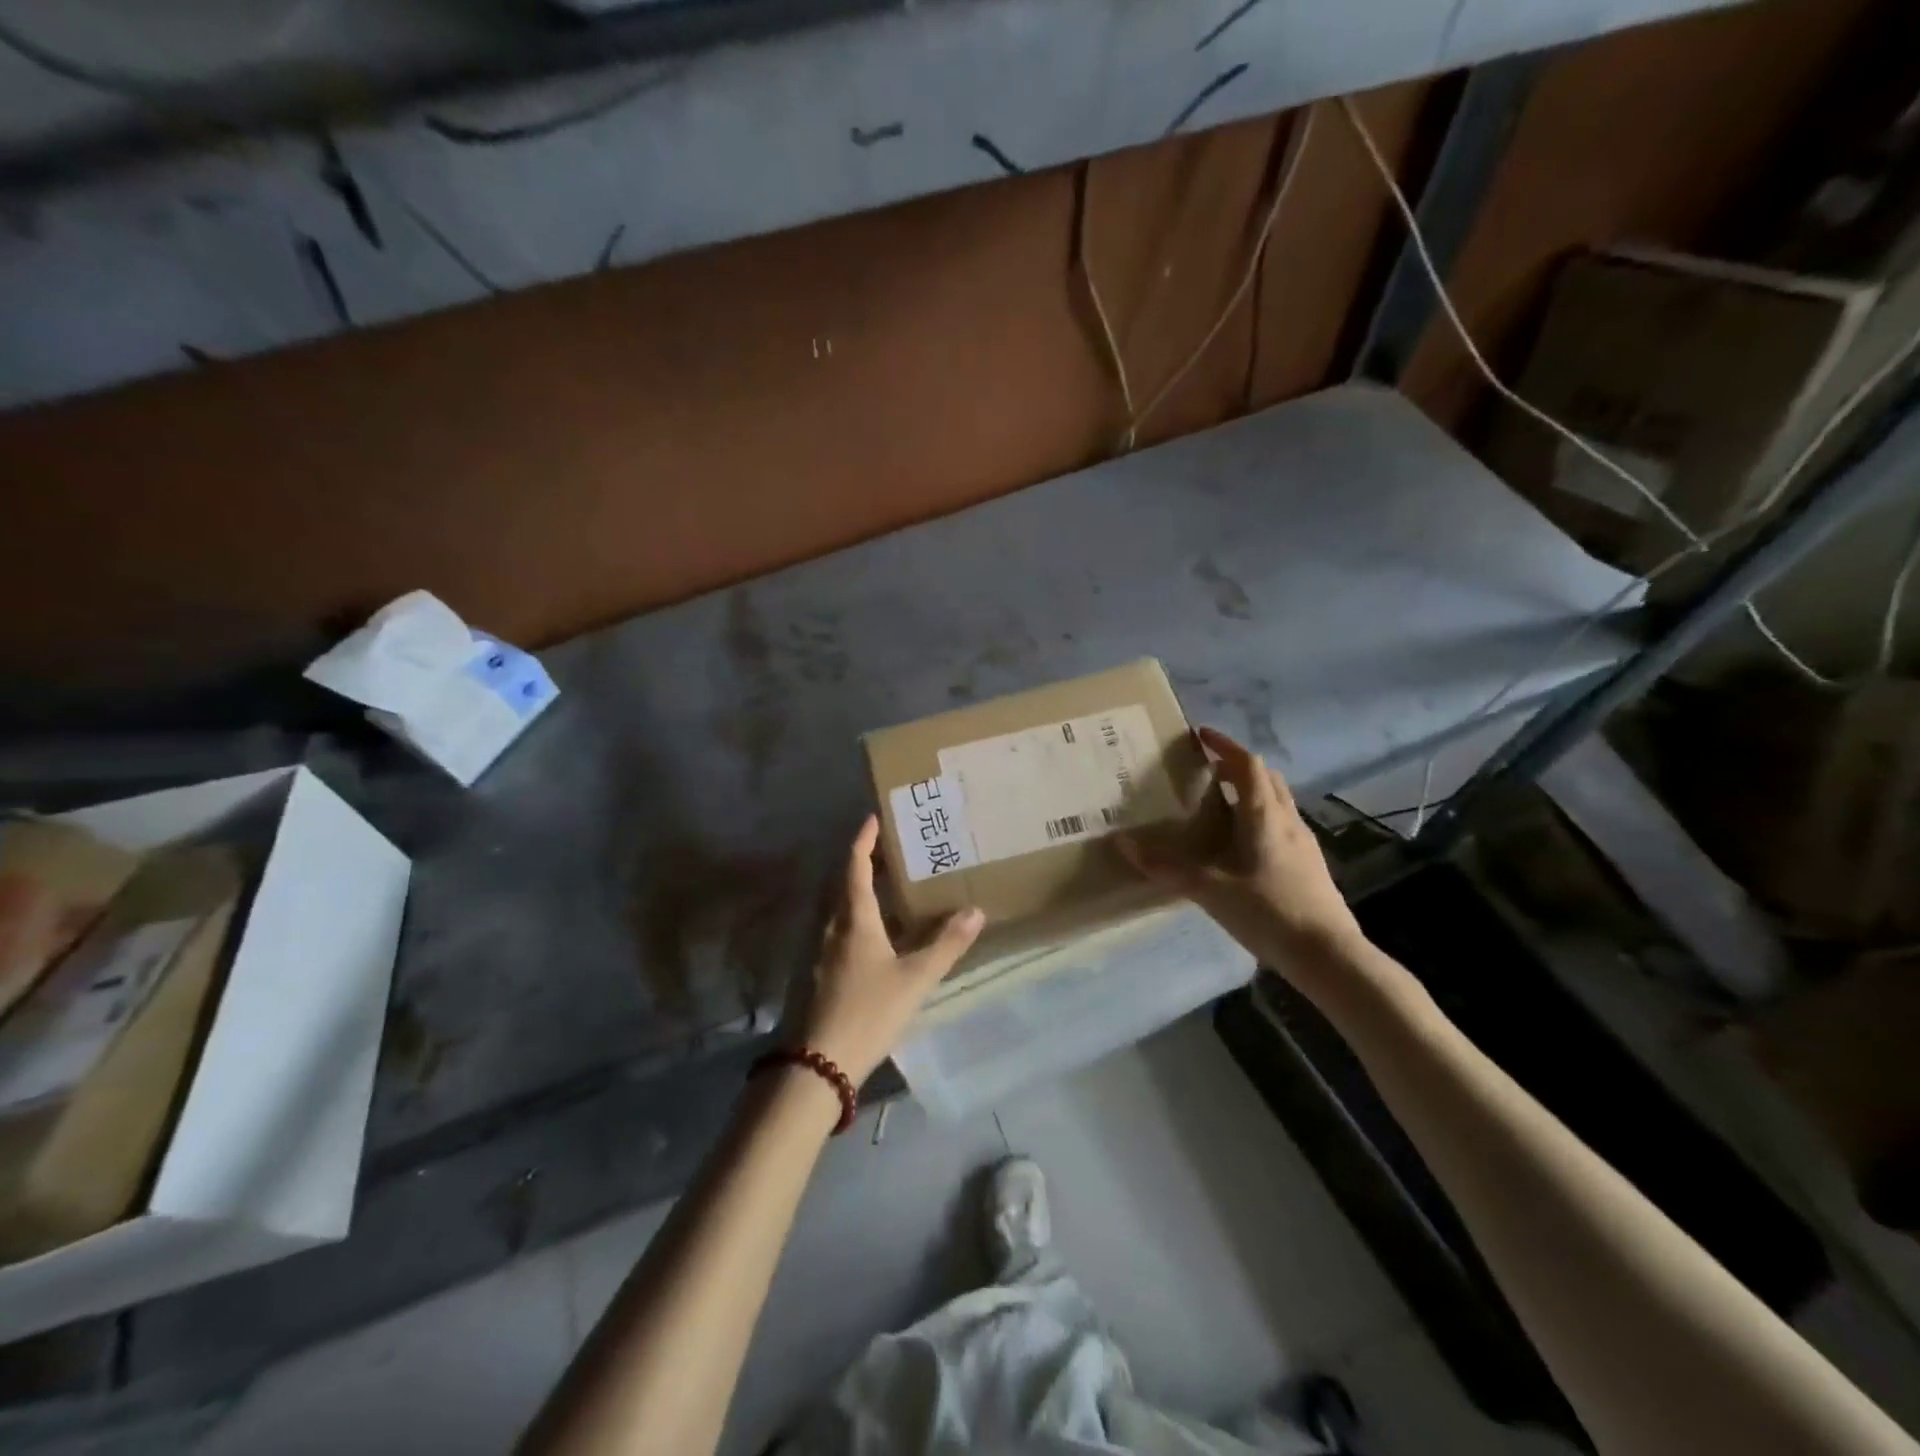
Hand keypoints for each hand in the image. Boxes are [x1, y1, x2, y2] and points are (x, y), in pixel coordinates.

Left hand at [785, 816, 984, 1086]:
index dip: (863, 840)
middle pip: (843, 882)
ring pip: (837, 907)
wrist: (817, 1063)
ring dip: (856, 889)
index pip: (855, 866)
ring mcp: (818, 950)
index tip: (873, 818)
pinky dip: (853, 916)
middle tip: (889, 851)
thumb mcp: (915, 979)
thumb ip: (946, 945)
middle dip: (862, 862)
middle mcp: (831, 926)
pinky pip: (835, 929)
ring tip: (885, 887)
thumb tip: (976, 911)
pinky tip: (872, 934)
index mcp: (854, 918)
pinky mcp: (815, 972)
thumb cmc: (868, 1011)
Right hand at [1121, 726, 1365, 975]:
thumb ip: (1166, 867)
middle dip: (1235, 766)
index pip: (1246, 764)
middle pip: (1265, 777)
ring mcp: (1303, 841)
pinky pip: (1281, 823)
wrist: (1328, 954)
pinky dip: (1259, 816)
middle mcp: (1287, 819)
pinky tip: (1241, 844)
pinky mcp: (1308, 862)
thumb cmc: (1268, 911)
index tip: (1199, 735)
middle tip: (1205, 771)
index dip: (1224, 745)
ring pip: (1276, 800)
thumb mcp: (1210, 889)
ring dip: (1249, 791)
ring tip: (1219, 804)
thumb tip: (1123, 844)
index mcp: (1264, 815)